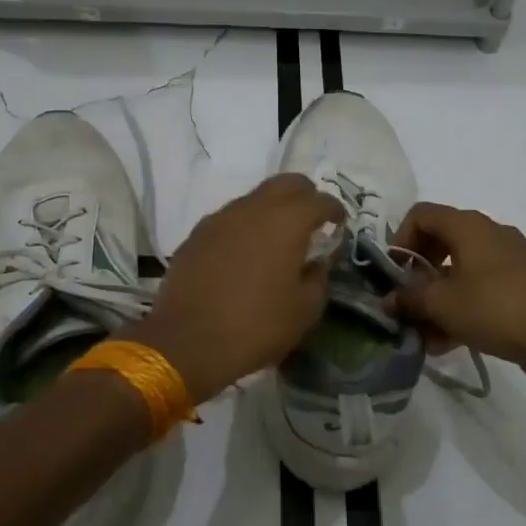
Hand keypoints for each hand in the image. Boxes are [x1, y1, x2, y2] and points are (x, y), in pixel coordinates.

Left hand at [125, 174, 342, 404]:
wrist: (187, 342)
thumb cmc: (257, 326)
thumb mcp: (305, 311)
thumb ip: (318, 278)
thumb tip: (317, 262)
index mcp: (286, 222)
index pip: (319, 200)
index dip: (334, 210)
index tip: (339, 223)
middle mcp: (252, 209)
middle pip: (285, 184)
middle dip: (304, 195)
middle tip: (311, 219)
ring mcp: (219, 219)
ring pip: (254, 199)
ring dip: (271, 210)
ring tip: (277, 239)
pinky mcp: (196, 235)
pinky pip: (229, 219)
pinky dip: (244, 227)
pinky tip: (245, 254)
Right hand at [387, 202, 525, 389]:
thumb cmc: (496, 310)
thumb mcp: (442, 305)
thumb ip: (409, 299)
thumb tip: (387, 300)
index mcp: (469, 226)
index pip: (421, 214)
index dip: (400, 240)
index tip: (393, 273)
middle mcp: (489, 234)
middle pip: (440, 241)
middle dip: (417, 273)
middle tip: (406, 301)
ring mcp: (509, 260)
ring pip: (460, 271)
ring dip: (436, 298)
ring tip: (422, 333)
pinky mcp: (522, 285)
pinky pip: (480, 289)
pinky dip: (460, 308)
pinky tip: (446, 342)